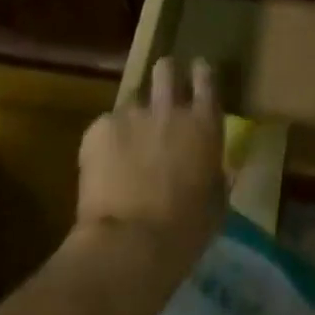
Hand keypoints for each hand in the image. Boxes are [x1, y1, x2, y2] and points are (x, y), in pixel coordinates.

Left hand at [77, 57, 226, 273]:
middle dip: (164, 77)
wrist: (129, 245)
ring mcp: (132, 114)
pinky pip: (104, 125)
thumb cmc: (184, 232)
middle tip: (161, 99)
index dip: (200, 73)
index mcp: (204, 123)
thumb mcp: (215, 202)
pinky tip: (103, 168)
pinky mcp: (99, 129)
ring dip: (133, 117)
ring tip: (126, 144)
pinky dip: (105, 141)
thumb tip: (213, 168)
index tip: (196, 74)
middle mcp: (170, 108)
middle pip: (166, 69)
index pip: (206, 77)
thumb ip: (214, 173)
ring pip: (132, 99)